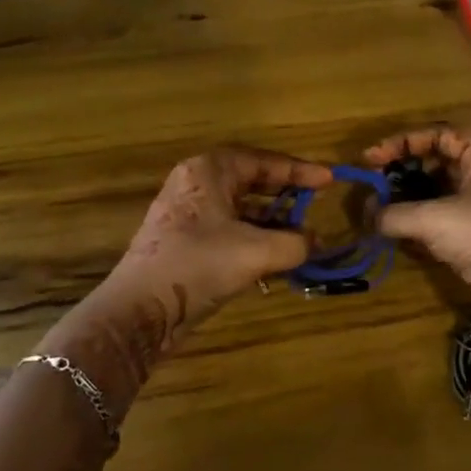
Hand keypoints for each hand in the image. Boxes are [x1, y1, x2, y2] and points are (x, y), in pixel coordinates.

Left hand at [113, 147, 331, 324]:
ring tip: (303, 237)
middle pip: (251, 181)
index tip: (329, 179)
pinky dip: (254, 240)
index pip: (263, 161)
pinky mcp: (185, 242)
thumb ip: (295, 242)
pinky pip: (229, 231)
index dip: (299, 170)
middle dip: (286, 195)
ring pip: (240, 209)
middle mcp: (196, 184)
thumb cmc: (200, 264)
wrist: (141, 309)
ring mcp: (188, 214)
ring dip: (272, 223)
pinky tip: (276, 259)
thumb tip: (315, 242)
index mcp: (209, 170)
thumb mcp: (257, 251)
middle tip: (316, 203)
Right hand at [364, 126, 470, 352]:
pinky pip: (443, 224)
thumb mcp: (436, 218)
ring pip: (439, 195)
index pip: (440, 135)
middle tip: (371, 183)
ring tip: (375, 208)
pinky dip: (419, 226)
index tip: (371, 158)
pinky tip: (394, 233)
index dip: (403, 143)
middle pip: (438, 163)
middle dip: (402, 172)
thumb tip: (366, 215)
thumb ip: (395, 213)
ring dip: (408, 201)